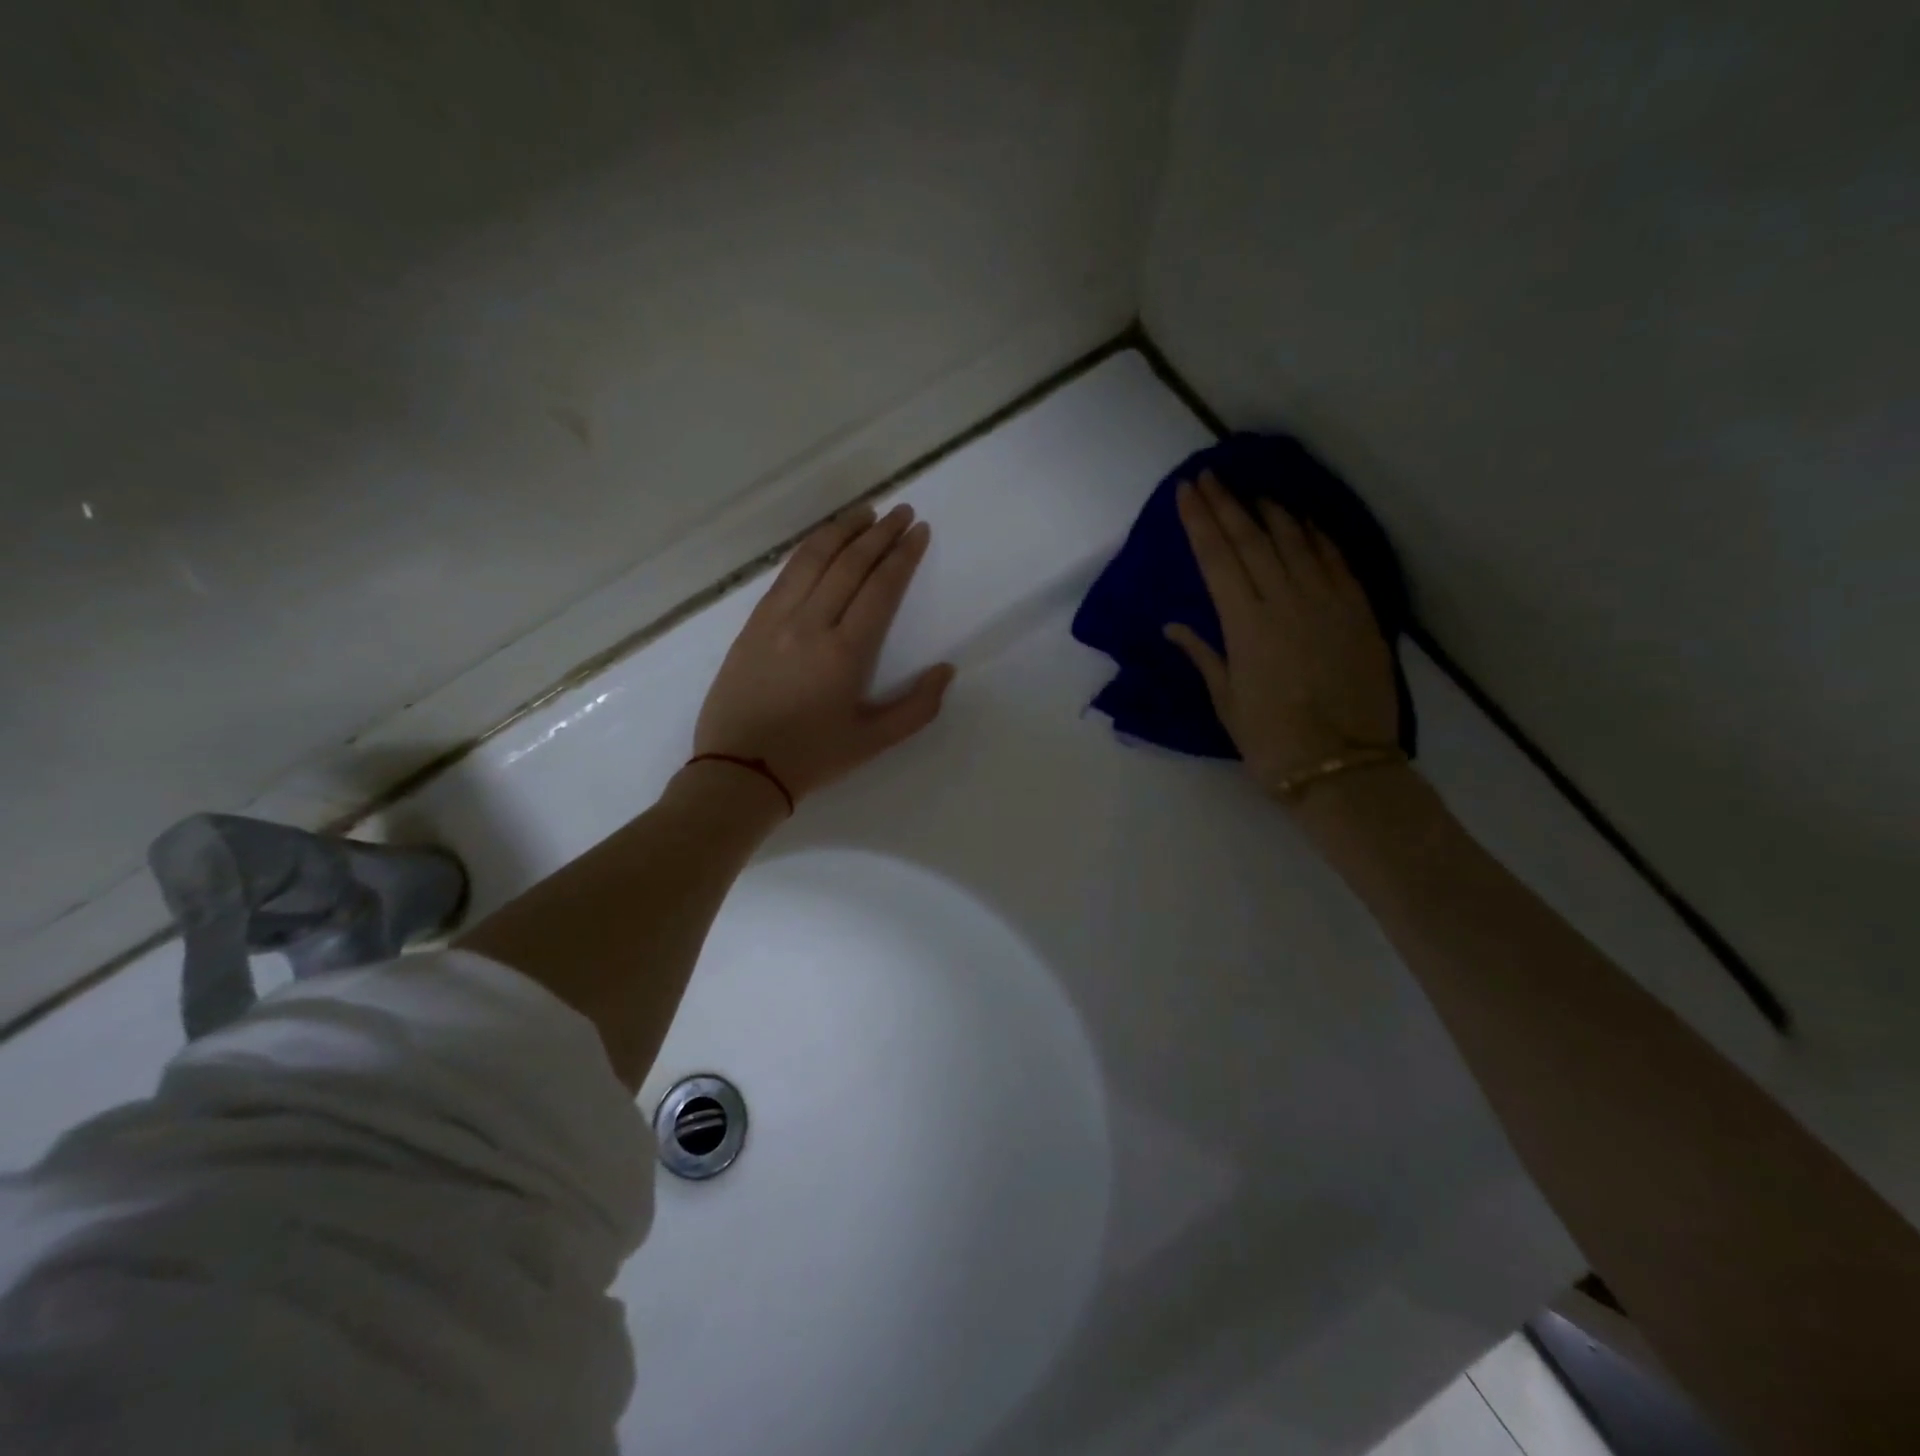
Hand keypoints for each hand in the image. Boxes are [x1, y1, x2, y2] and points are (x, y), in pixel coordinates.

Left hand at [694, 502, 954, 802]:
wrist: (739, 769)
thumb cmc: (812, 758)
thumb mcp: (874, 742)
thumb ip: (917, 708)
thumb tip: (946, 670)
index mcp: (845, 652)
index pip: (880, 588)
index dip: (902, 555)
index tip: (919, 531)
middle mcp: (811, 624)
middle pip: (849, 564)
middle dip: (879, 533)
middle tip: (901, 512)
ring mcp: (776, 619)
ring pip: (813, 559)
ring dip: (842, 530)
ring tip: (865, 512)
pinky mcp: (753, 623)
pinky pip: (785, 574)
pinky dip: (808, 550)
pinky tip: (822, 542)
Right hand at [1165, 473, 1397, 797]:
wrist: (1343, 766)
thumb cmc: (1272, 740)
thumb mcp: (1226, 702)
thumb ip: (1204, 655)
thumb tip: (1174, 626)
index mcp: (1246, 625)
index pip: (1217, 559)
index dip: (1200, 522)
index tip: (1186, 491)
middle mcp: (1284, 601)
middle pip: (1251, 540)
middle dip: (1227, 504)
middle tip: (1210, 476)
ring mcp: (1326, 602)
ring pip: (1294, 541)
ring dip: (1270, 512)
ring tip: (1253, 491)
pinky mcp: (1358, 611)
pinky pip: (1334, 560)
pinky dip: (1316, 535)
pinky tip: (1303, 521)